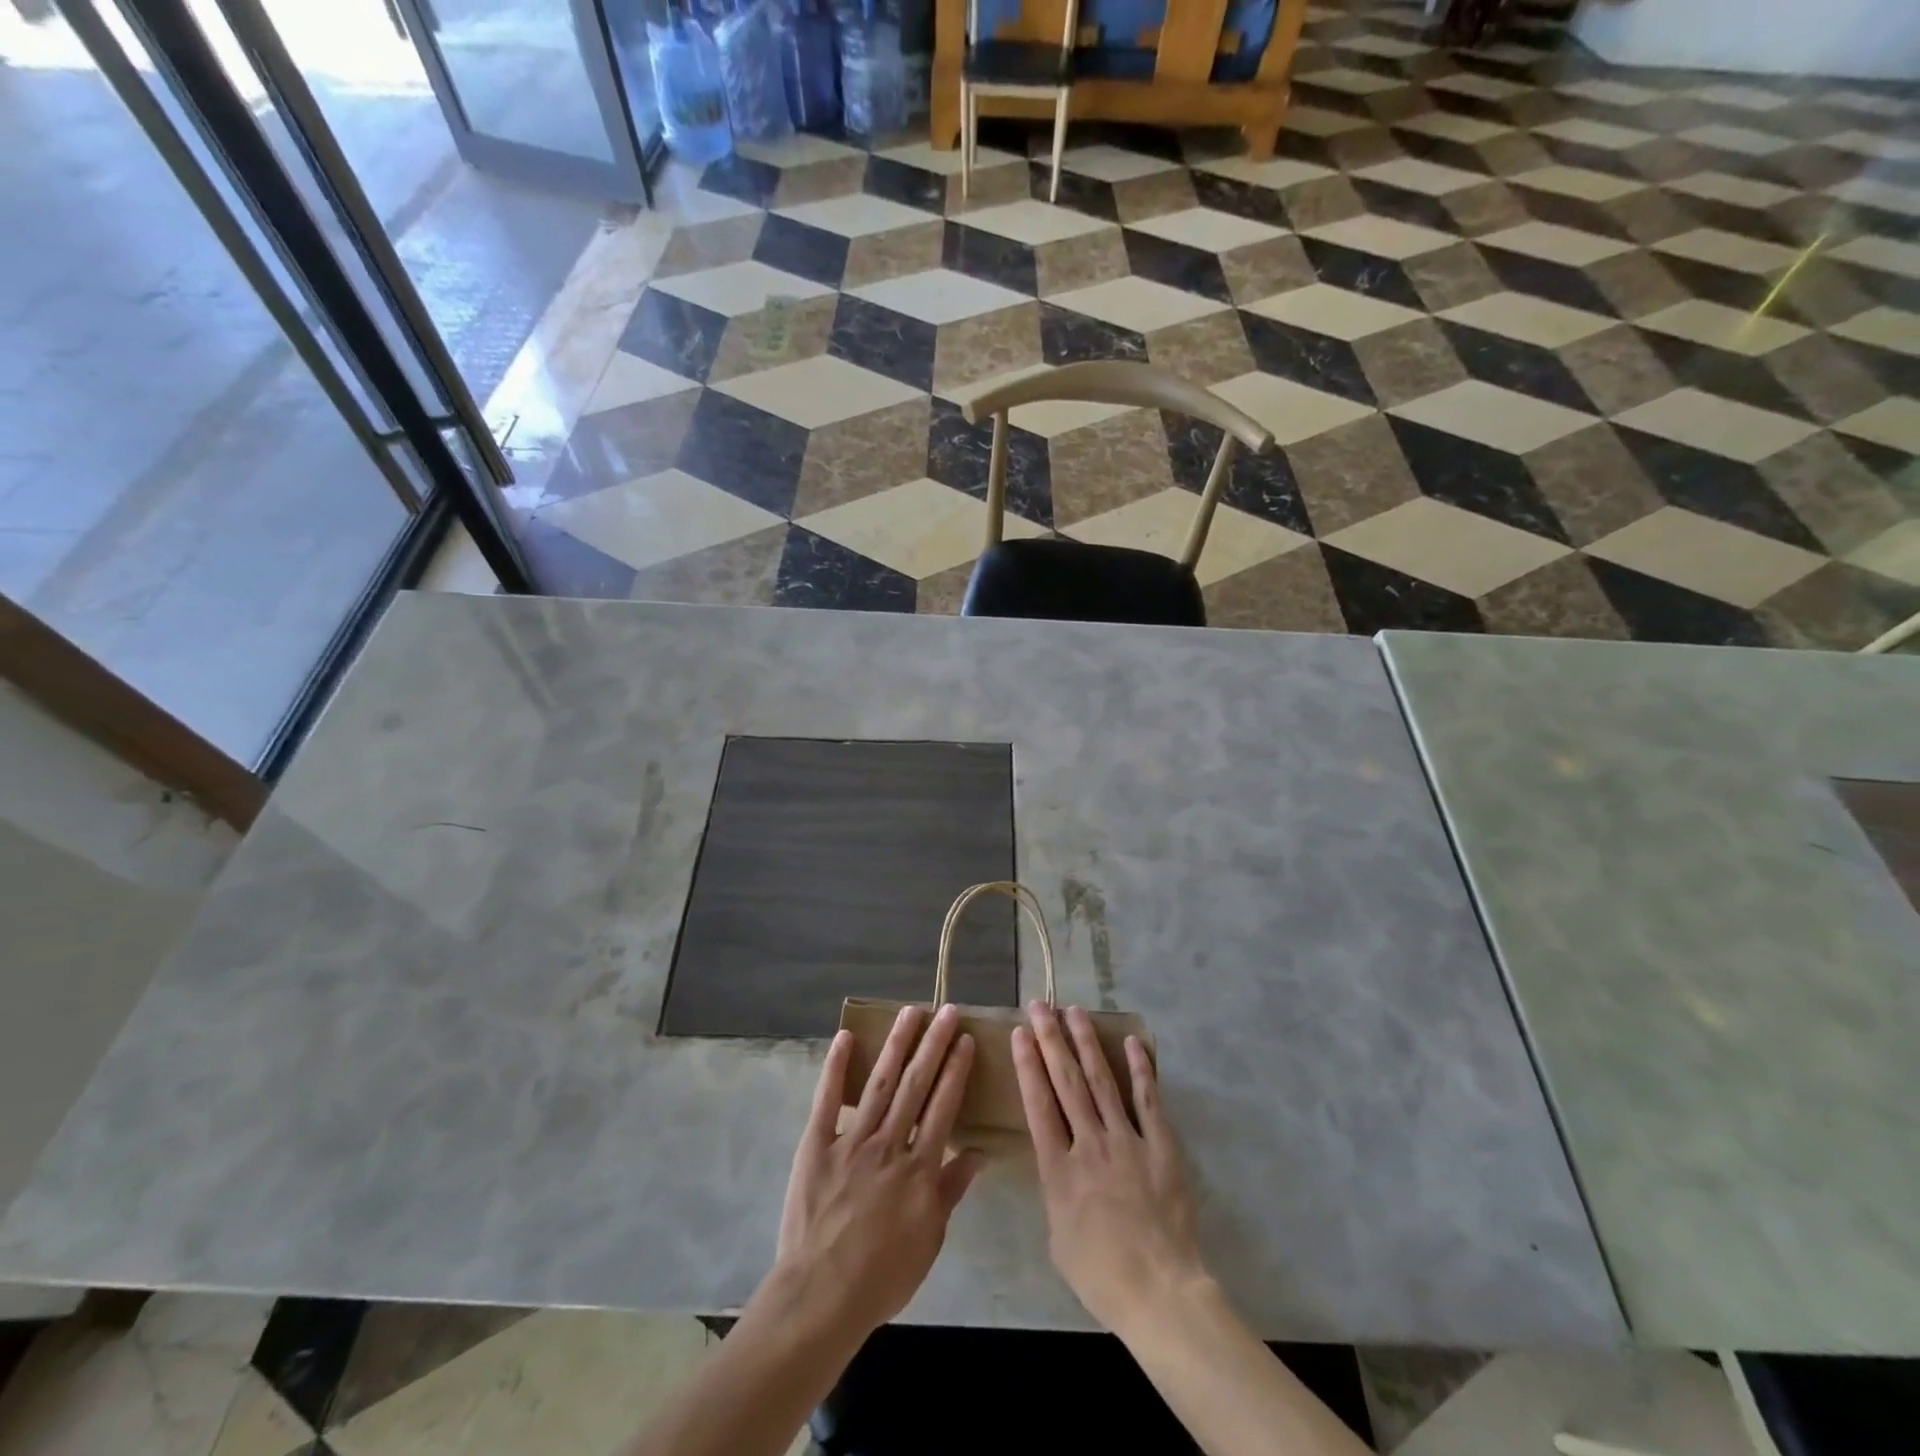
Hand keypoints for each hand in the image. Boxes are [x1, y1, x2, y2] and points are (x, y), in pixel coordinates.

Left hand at [766, 1004, 983, 1341]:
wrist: (821, 1297)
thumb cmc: (882, 1275)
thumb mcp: (929, 1239)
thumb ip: (952, 1190)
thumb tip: (980, 1153)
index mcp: (919, 1169)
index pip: (943, 1107)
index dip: (955, 1071)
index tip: (965, 1039)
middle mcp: (889, 1145)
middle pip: (916, 1085)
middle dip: (933, 1045)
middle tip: (946, 1011)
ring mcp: (852, 1142)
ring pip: (880, 1084)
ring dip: (896, 1045)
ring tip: (911, 1013)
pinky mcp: (816, 1145)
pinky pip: (827, 1101)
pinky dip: (836, 1068)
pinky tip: (846, 1038)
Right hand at [1012, 1002, 1208, 1336]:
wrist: (1159, 1292)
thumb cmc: (1100, 1274)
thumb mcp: (1057, 1236)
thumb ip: (1054, 1190)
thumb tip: (1056, 1163)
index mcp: (1058, 1169)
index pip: (1038, 1104)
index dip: (1028, 1064)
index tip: (1020, 1033)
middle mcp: (1089, 1144)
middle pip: (1066, 1082)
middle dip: (1051, 1040)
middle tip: (1040, 1006)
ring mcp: (1127, 1141)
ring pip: (1102, 1081)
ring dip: (1087, 1043)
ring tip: (1074, 1011)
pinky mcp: (1161, 1146)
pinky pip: (1148, 1100)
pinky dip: (1140, 1069)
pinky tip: (1130, 1042)